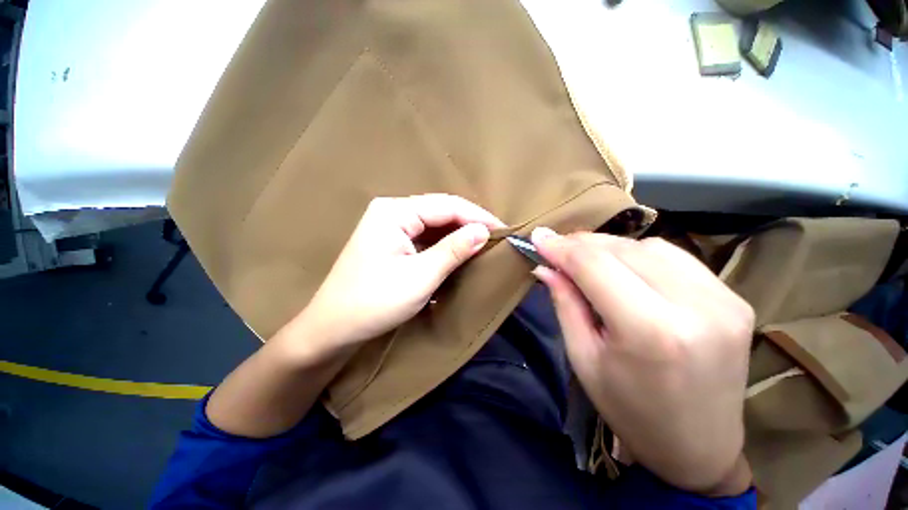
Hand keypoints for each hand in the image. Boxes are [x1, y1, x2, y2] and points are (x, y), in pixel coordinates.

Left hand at [299, 194, 504, 350]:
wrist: (333, 328)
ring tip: (483, 245)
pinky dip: (445, 245)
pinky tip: (459, 252)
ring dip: (458, 234)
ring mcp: (390, 227)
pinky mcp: (392, 243)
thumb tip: (483, 232)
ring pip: (434, 225)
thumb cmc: (375, 302)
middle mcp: (392, 212)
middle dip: (469, 224)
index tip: (503, 230)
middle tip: (496, 239)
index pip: (446, 205)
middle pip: (440, 212)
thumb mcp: (420, 276)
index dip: (477, 216)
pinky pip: (425, 237)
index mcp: (395, 211)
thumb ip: (454, 250)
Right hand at [531, 228, 753, 493]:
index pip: (595, 265)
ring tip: (588, 261)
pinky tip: (627, 269)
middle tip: (556, 248)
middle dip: (581, 244)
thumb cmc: (630, 410)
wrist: (700, 447)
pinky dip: (641, 254)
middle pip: (622, 249)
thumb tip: (545, 266)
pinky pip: (676, 256)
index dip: (561, 247)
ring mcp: (724, 299)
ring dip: (610, 247)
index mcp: (650, 331)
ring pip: (649, 246)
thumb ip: (565, 303)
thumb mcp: (583, 358)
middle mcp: (695, 306)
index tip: (538, 237)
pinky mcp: (734, 297)